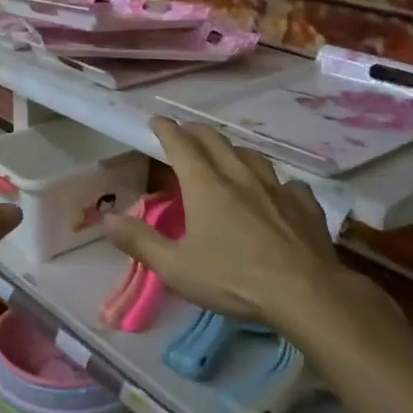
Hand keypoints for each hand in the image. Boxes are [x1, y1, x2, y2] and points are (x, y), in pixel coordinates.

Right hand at [103, 118, 388, 346]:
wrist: (306, 292)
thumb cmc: (234, 279)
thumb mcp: (176, 267)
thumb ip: (140, 241)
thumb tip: (107, 219)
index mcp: (206, 186)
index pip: (181, 145)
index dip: (167, 130)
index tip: (157, 120)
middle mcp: (240, 176)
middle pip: (215, 142)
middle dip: (196, 132)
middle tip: (186, 132)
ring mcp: (276, 188)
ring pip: (251, 156)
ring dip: (233, 150)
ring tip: (227, 155)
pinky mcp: (304, 205)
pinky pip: (287, 183)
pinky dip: (274, 182)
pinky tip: (277, 191)